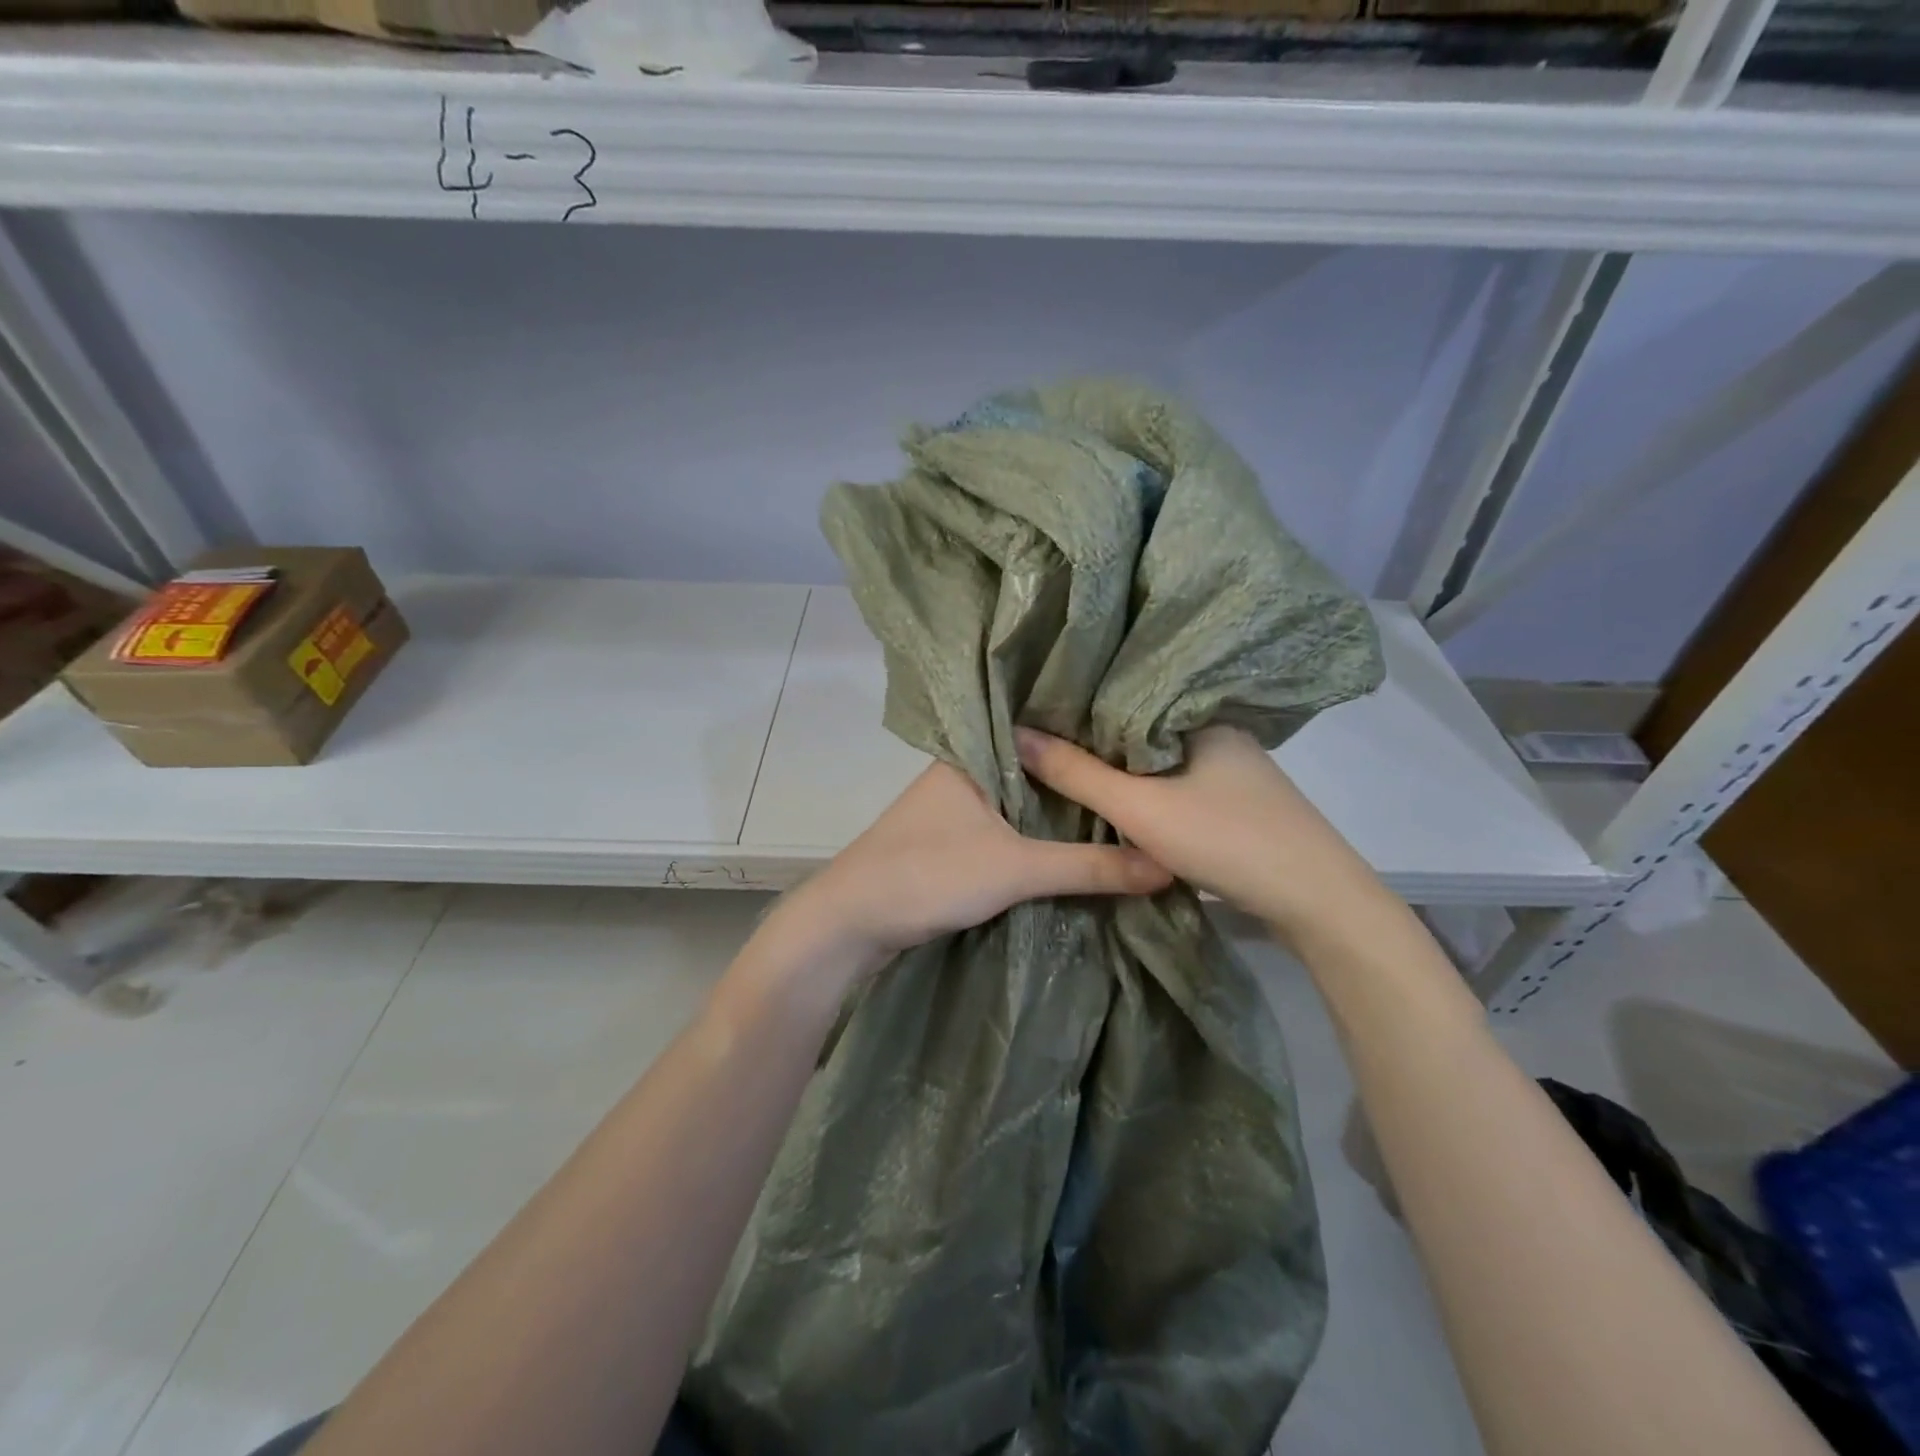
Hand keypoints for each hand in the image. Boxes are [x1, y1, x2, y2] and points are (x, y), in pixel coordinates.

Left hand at [786, 761, 1171, 968]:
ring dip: (1061, 811)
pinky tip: (1078, 841)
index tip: (1142, 742)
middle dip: (1082, 780)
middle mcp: (964, 771)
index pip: (1042, 732)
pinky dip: (1039, 835)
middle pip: (1036, 771)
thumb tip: (1168, 865)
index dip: (1089, 738)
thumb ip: (1090, 867)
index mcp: (972, 754)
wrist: (850, 923)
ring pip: (1022, 802)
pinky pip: (1009, 828)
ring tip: (1127, 806)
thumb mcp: (1016, 869)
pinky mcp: (954, 841)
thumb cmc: (928, 874)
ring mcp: (956, 807)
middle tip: (1147, 779)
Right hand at [1014, 724, 1377, 935]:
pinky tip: (1120, 796)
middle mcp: (1218, 731)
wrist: (1317, 901)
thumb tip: (1017, 733)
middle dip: (1096, 737)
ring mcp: (1234, 768)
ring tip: (1068, 764)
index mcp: (1199, 715)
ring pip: (1160, 759)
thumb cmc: (1226, 838)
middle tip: (1042, 738)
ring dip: (1122, 766)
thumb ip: (1077, 773)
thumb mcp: (1140, 807)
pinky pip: (1178, 782)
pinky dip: (1147, 788)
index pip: (1127, 694)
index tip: (1037, 707)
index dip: (1081, 703)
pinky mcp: (1239, 801)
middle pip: (1142, 728)